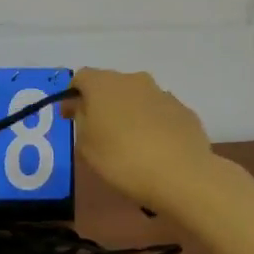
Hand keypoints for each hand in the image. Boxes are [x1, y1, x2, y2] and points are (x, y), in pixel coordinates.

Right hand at [63, 68, 216, 210]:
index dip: (71, 96)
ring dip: (128, 112)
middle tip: (98, 131)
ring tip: (128, 142)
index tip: (69, 117)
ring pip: (137, 97)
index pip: (80, 78)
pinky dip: (152, 123)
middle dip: (101, 103)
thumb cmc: (122, 159)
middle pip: (110, 85)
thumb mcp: (86, 145)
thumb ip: (81, 120)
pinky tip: (153, 148)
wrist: (182, 175)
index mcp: (103, 85)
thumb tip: (83, 107)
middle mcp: (133, 80)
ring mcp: (162, 94)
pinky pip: (159, 112)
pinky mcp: (184, 111)